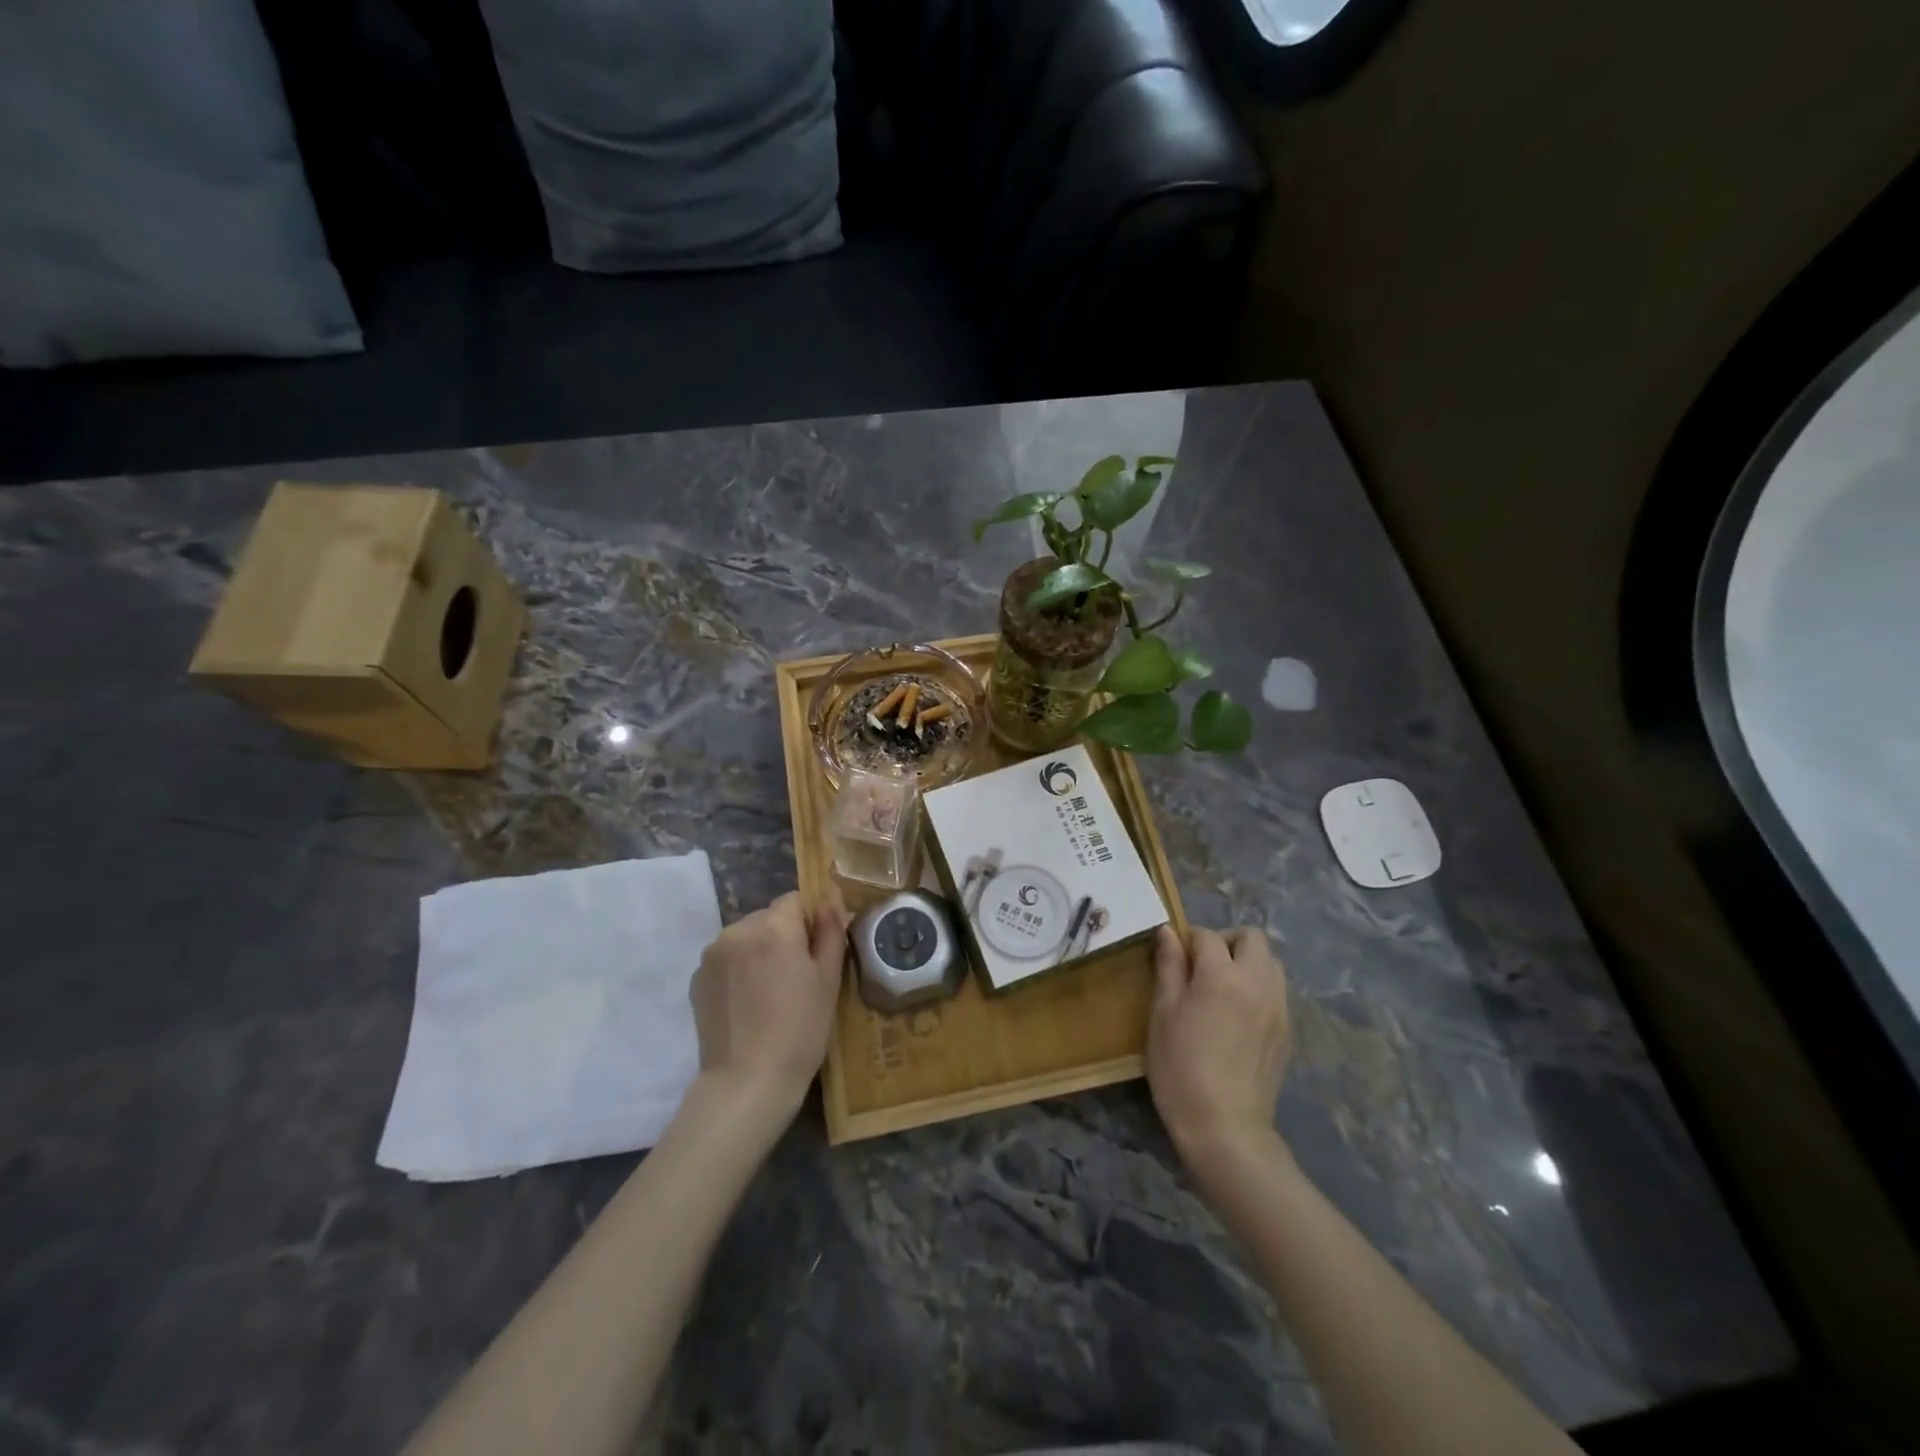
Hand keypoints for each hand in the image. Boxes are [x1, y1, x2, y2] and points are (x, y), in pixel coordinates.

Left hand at [690, 891, 846, 1115]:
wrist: (747, 1082)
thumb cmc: (800, 1030)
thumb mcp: (829, 979)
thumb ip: (830, 931)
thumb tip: (830, 899)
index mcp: (774, 927)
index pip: (795, 900)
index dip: (809, 922)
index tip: (815, 954)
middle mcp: (738, 930)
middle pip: (768, 917)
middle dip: (783, 937)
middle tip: (796, 978)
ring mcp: (712, 954)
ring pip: (746, 937)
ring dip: (758, 952)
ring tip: (770, 994)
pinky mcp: (697, 978)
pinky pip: (726, 959)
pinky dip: (738, 971)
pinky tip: (748, 1005)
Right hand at [1147, 925, 1291, 1174]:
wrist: (1224, 1127)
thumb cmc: (1180, 1066)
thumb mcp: (1163, 1013)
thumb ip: (1169, 966)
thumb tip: (1168, 932)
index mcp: (1222, 975)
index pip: (1207, 935)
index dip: (1187, 940)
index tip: (1173, 958)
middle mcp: (1257, 982)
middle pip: (1252, 938)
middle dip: (1227, 942)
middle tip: (1203, 966)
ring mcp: (1278, 1008)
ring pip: (1271, 963)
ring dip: (1248, 962)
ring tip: (1223, 989)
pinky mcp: (1287, 1032)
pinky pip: (1277, 991)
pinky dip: (1259, 988)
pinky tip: (1238, 1016)